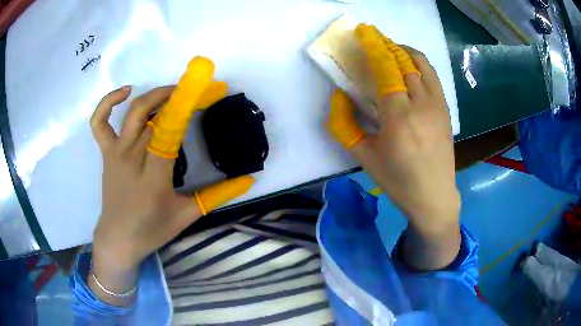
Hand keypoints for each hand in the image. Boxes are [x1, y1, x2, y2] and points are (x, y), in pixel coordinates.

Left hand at [89, 57, 253, 303]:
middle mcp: (133, 157)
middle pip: (156, 115)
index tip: (210, 90)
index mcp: (155, 175)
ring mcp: (116, 152)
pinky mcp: (106, 152)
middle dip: (180, 97)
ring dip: (155, 95)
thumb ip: (217, 195)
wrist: (119, 238)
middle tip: (200, 91)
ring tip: (173, 91)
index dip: (190, 104)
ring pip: (134, 111)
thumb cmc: (152, 229)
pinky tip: (126, 92)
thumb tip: (248, 179)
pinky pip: (100, 122)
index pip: (172, 129)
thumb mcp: (187, 215)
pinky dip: (109, 101)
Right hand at [327, 24, 460, 269]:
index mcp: (399, 117)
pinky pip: (433, 76)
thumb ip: (344, 124)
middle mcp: (421, 105)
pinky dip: (419, 63)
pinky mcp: (446, 110)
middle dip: (386, 44)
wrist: (434, 196)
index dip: (374, 46)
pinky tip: (410, 66)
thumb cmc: (398, 180)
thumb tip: (340, 95)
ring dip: (404, 50)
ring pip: (422, 64)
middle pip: (404, 62)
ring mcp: (438, 105)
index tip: (364, 32)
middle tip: (373, 38)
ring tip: (390, 48)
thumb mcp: (363, 157)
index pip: (386, 69)